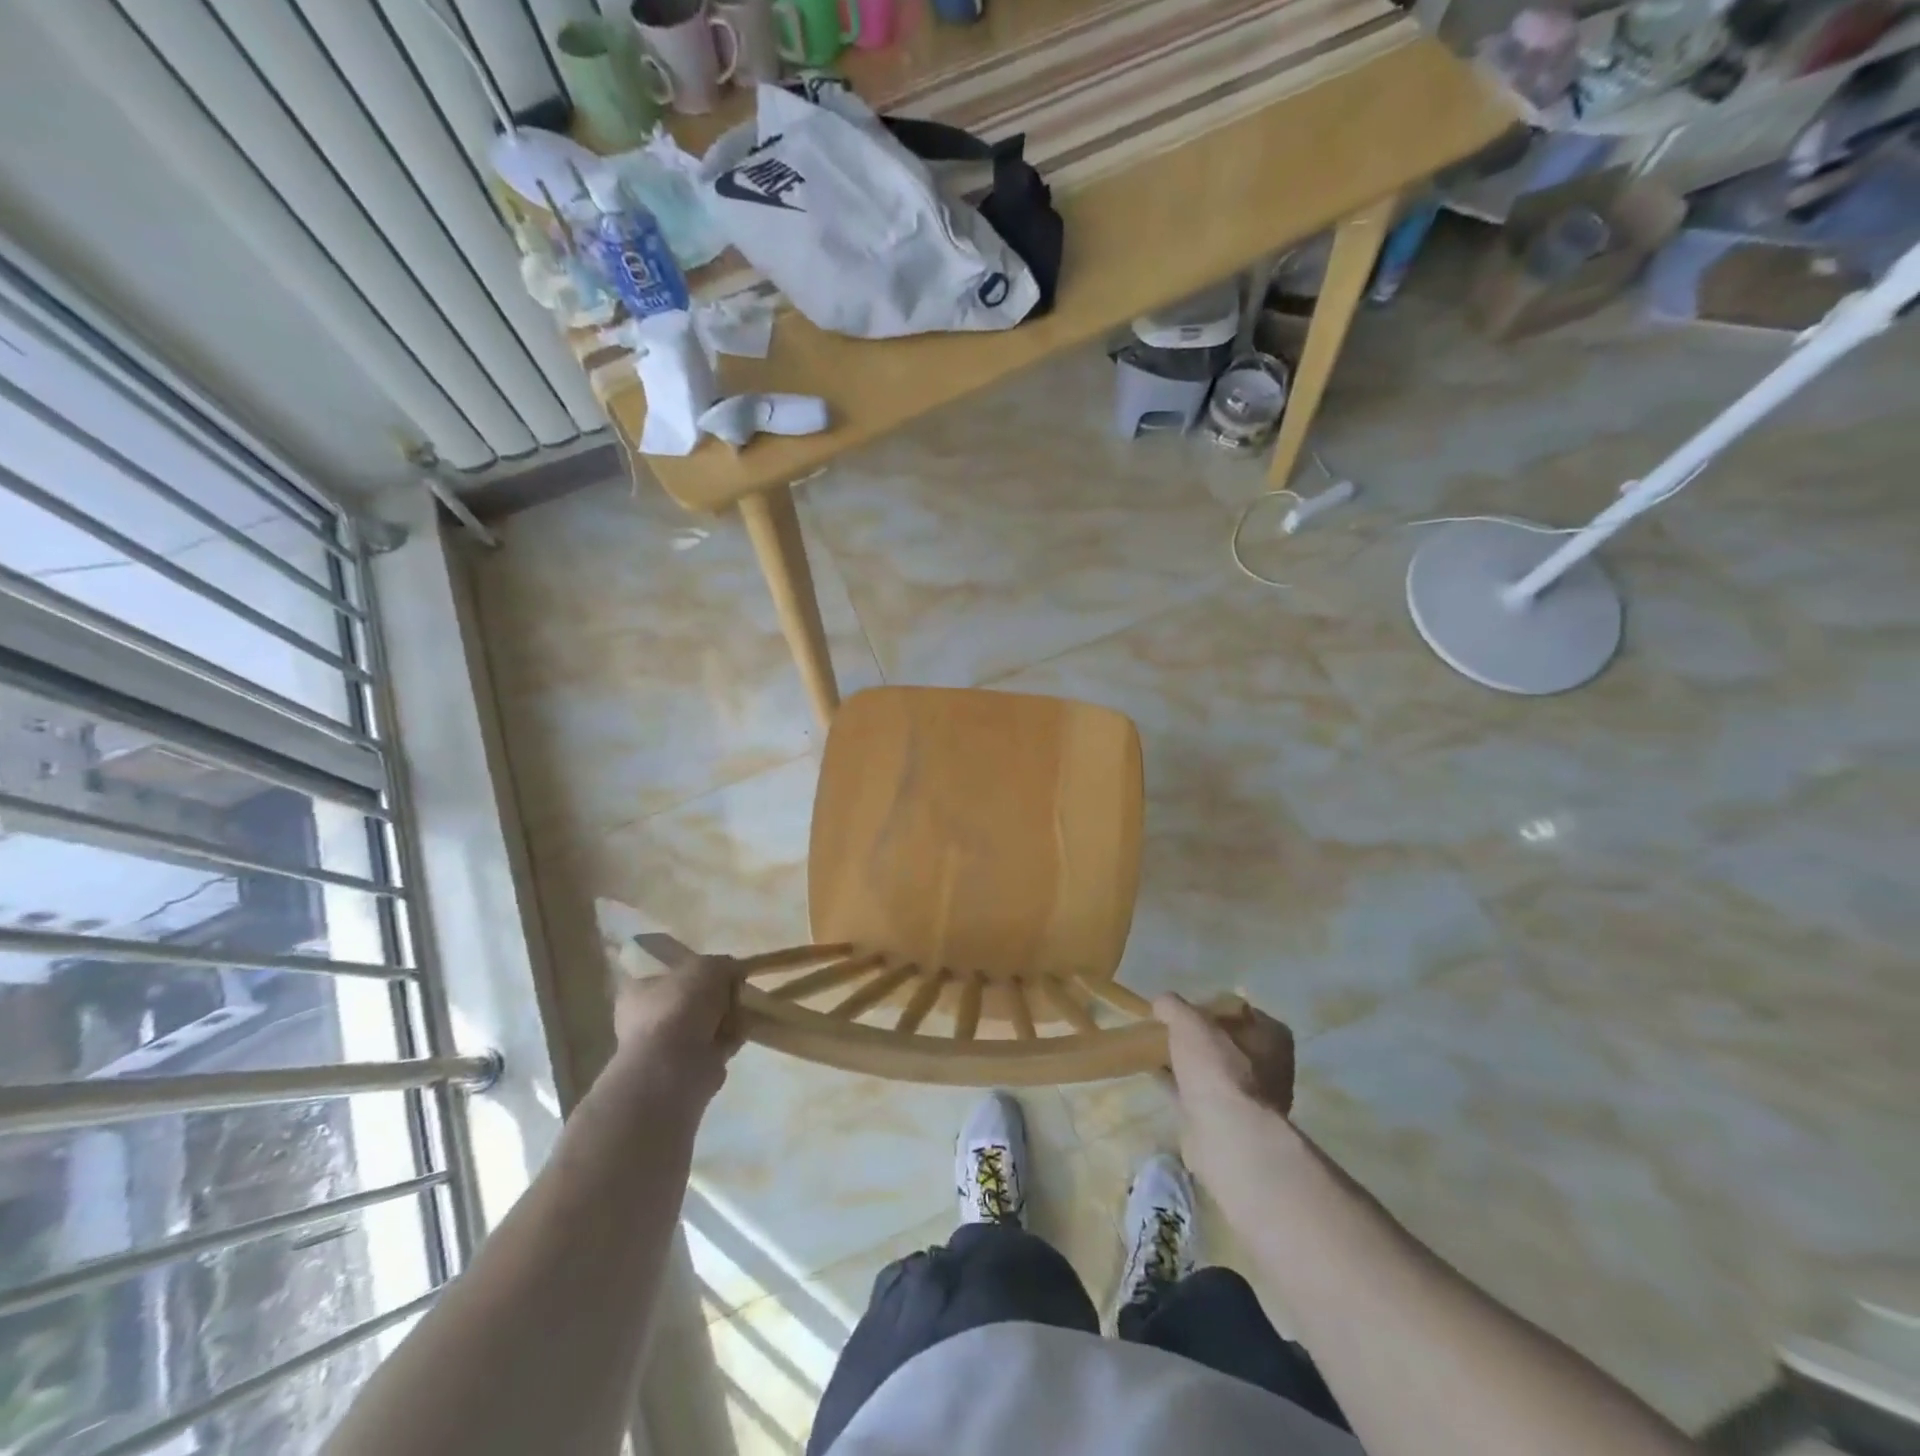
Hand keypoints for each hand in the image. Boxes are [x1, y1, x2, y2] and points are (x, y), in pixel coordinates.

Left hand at [612, 956, 743, 1102]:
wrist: (676, 1066)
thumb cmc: (680, 1006)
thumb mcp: (708, 967)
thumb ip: (723, 964)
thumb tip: (733, 972)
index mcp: (639, 992)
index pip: (666, 976)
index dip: (694, 970)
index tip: (720, 969)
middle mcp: (647, 1020)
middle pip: (690, 1000)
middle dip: (716, 996)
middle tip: (736, 989)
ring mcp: (667, 1048)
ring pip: (704, 1025)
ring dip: (726, 1017)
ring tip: (746, 1008)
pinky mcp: (689, 1069)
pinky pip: (716, 1045)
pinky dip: (732, 1037)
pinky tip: (746, 1028)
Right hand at [1154, 994, 1295, 1185]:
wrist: (1227, 1135)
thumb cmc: (1218, 1068)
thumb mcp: (1189, 1022)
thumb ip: (1173, 1006)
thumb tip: (1161, 1003)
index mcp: (1273, 1037)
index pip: (1241, 1011)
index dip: (1211, 1006)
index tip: (1185, 1008)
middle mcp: (1271, 1067)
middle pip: (1226, 1042)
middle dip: (1198, 1038)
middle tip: (1168, 1030)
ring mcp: (1252, 1099)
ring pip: (1213, 1071)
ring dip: (1189, 1063)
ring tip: (1156, 1051)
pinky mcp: (1231, 1123)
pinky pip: (1201, 1095)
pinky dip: (1181, 1086)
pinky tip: (1156, 1078)